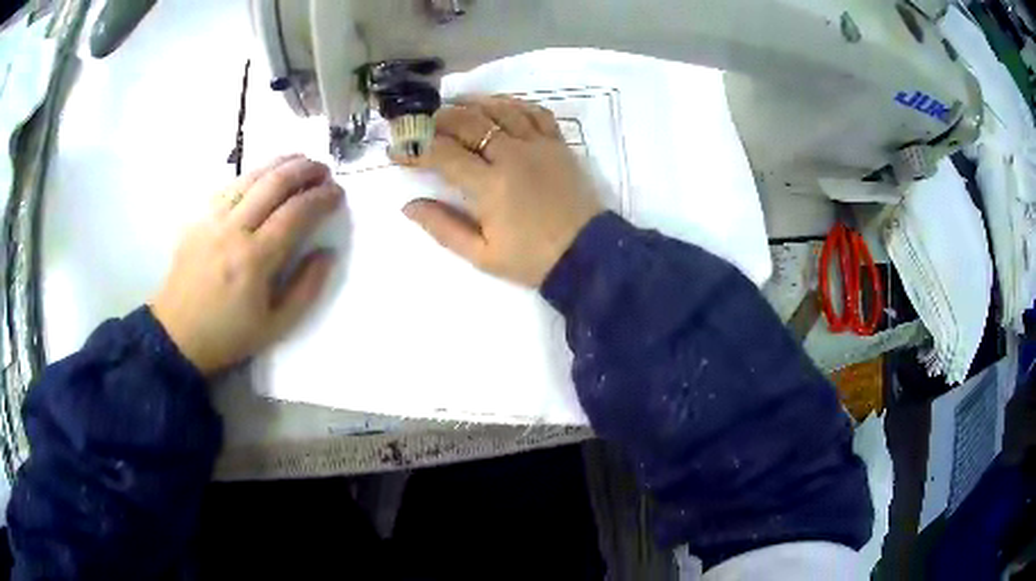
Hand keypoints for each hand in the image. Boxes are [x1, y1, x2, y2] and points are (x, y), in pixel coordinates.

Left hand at [151, 155, 342, 374]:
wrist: (177, 335)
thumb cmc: (229, 335)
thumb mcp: (276, 326)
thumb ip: (306, 289)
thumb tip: (327, 253)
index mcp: (254, 260)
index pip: (296, 213)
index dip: (322, 197)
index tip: (338, 193)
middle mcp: (233, 230)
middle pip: (274, 183)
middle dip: (305, 170)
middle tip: (324, 169)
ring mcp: (211, 219)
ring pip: (250, 176)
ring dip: (280, 163)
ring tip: (301, 160)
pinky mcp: (198, 218)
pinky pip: (229, 185)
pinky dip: (252, 174)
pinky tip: (264, 175)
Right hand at [396, 95, 603, 286]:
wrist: (587, 255)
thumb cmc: (531, 259)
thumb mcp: (481, 255)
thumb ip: (443, 227)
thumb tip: (408, 205)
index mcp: (490, 185)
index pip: (442, 153)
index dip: (415, 148)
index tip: (397, 150)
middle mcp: (512, 155)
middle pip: (468, 122)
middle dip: (438, 119)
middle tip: (421, 123)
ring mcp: (539, 145)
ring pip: (500, 109)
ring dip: (472, 103)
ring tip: (452, 105)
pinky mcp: (558, 143)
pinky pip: (534, 111)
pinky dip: (512, 104)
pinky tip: (498, 105)